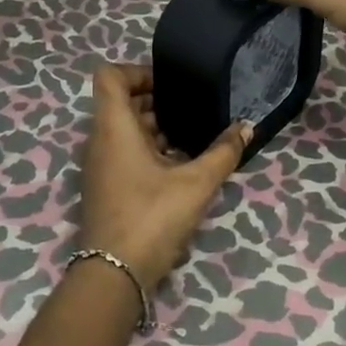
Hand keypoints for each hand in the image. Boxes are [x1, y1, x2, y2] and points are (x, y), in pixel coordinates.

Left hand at [79, 63, 249, 288]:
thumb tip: (246, 128)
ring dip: (153, 126)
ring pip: (123, 129)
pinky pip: (123, 152)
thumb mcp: (196, 183)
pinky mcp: (105, 186)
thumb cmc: (151, 217)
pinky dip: (147, 149)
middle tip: (189, 106)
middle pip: (120, 102)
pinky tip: (179, 164)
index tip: (170, 83)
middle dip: (154, 99)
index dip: (137, 71)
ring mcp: (99, 165)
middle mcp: (100, 140)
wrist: (113, 275)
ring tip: (190, 135)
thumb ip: (223, 152)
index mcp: (114, 127)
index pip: (110, 76)